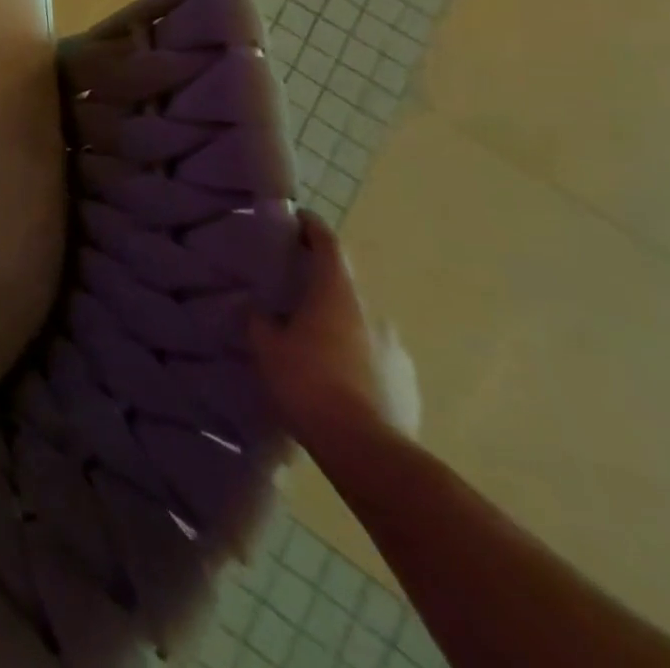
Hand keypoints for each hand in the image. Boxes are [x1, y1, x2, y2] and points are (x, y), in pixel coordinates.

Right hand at [249, 209, 419, 451]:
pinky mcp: (409, 384)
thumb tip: (261, 310)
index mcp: (337, 295)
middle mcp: (373, 314)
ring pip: (360, 326)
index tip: (299, 217)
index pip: (328, 245)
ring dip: (338, 327)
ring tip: (312, 345)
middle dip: (320, 287)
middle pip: (344, 288)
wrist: (368, 452)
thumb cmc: (309, 383)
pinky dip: (354, 358)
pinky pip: (374, 358)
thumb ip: (261, 321)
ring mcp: (396, 351)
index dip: (313, 227)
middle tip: (292, 294)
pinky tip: (335, 379)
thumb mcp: (267, 347)